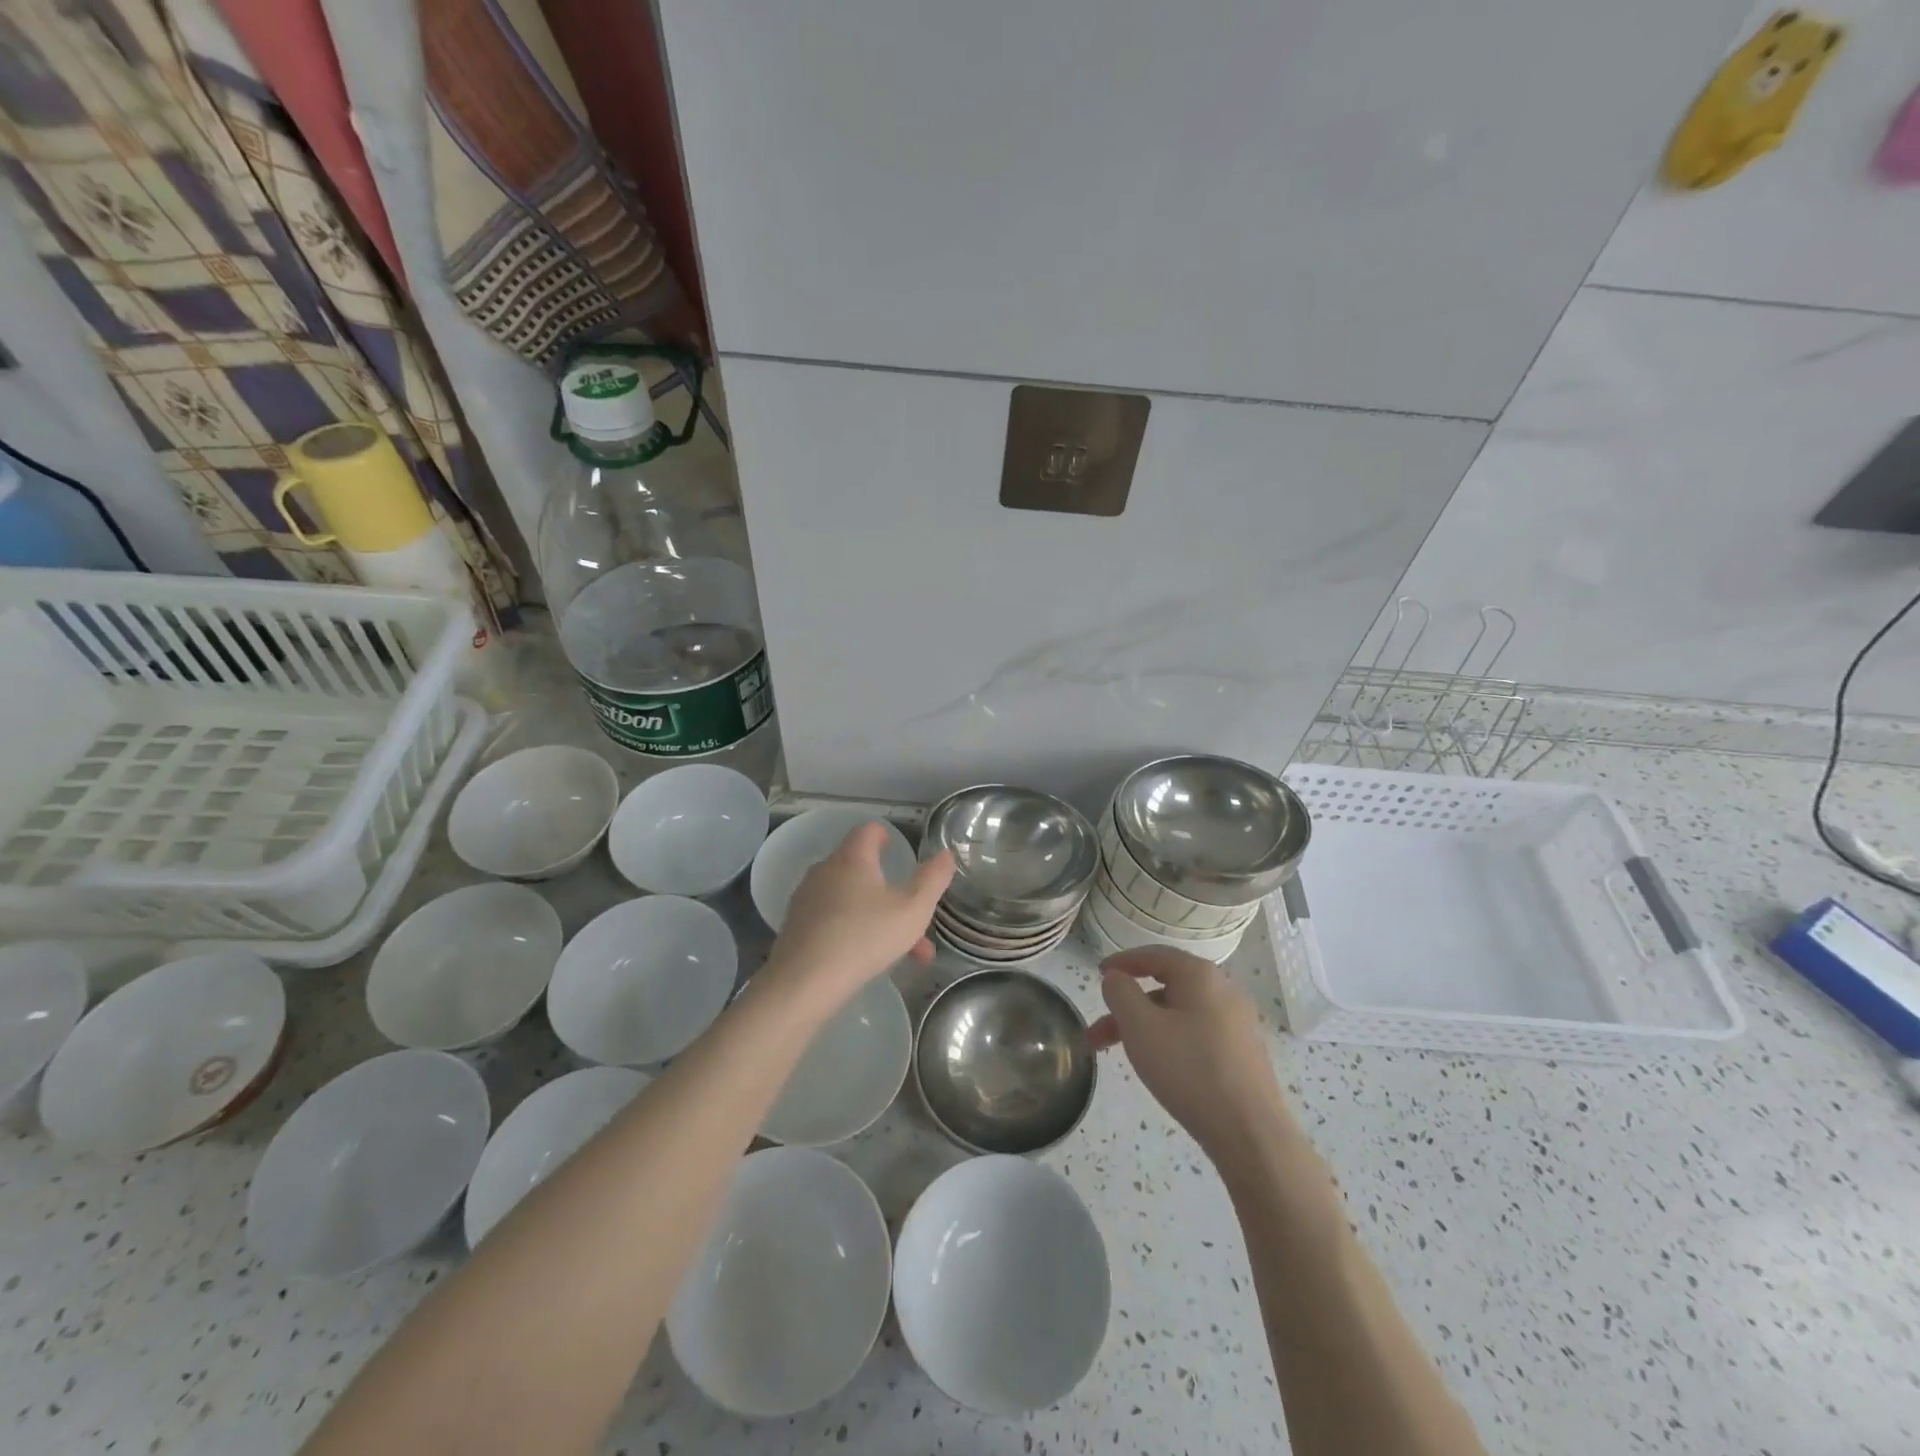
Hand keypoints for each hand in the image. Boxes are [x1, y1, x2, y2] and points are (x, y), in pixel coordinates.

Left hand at [761, 822, 954, 1016]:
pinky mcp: (796, 926)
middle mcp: (826, 870)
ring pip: (851, 900)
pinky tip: (871, 962)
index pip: (868, 830)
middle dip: (892, 891)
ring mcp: (807, 899)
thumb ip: (933, 880)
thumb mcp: (913, 910)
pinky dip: (855, 931)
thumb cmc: (864, 937)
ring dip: (879, 918)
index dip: (885, 835)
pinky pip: (833, 920)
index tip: (897, 848)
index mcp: (853, 858)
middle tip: (914, 916)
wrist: (804, 982)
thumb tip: (946, 854)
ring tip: (905, 953)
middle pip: (861, 869)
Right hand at [1089, 946, 1288, 1166]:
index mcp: (1200, 975)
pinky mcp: (1243, 1051)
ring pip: (1179, 1012)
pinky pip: (1196, 1031)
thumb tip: (1117, 977)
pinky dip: (1169, 1038)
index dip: (1122, 962)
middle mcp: (1224, 990)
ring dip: (1145, 1026)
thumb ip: (1120, 993)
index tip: (1099, 974)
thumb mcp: (1140, 1027)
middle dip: (1127, 1006)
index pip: (1154, 954)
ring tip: (1119, 1053)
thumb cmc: (1189, 1070)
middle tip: (1099, 1030)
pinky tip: (1158, 1065)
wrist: (1250, 1134)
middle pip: (1165, 986)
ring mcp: (1238, 1022)